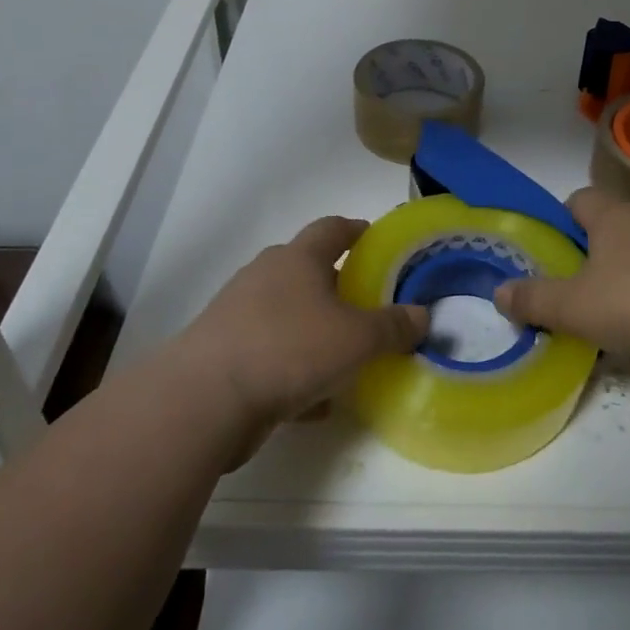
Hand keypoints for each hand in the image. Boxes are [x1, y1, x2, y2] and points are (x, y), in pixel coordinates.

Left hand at [176, 216, 428, 437]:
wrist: (206, 400)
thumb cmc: (291, 349)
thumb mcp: (358, 339)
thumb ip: (393, 326)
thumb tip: (422, 315)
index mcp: (299, 259)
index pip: (332, 228)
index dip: (357, 230)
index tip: (376, 239)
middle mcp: (266, 275)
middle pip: (307, 269)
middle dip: (337, 284)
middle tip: (367, 303)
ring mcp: (239, 313)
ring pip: (287, 313)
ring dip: (314, 329)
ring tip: (344, 353)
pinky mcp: (224, 352)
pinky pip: (270, 353)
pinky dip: (294, 368)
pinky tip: (314, 400)